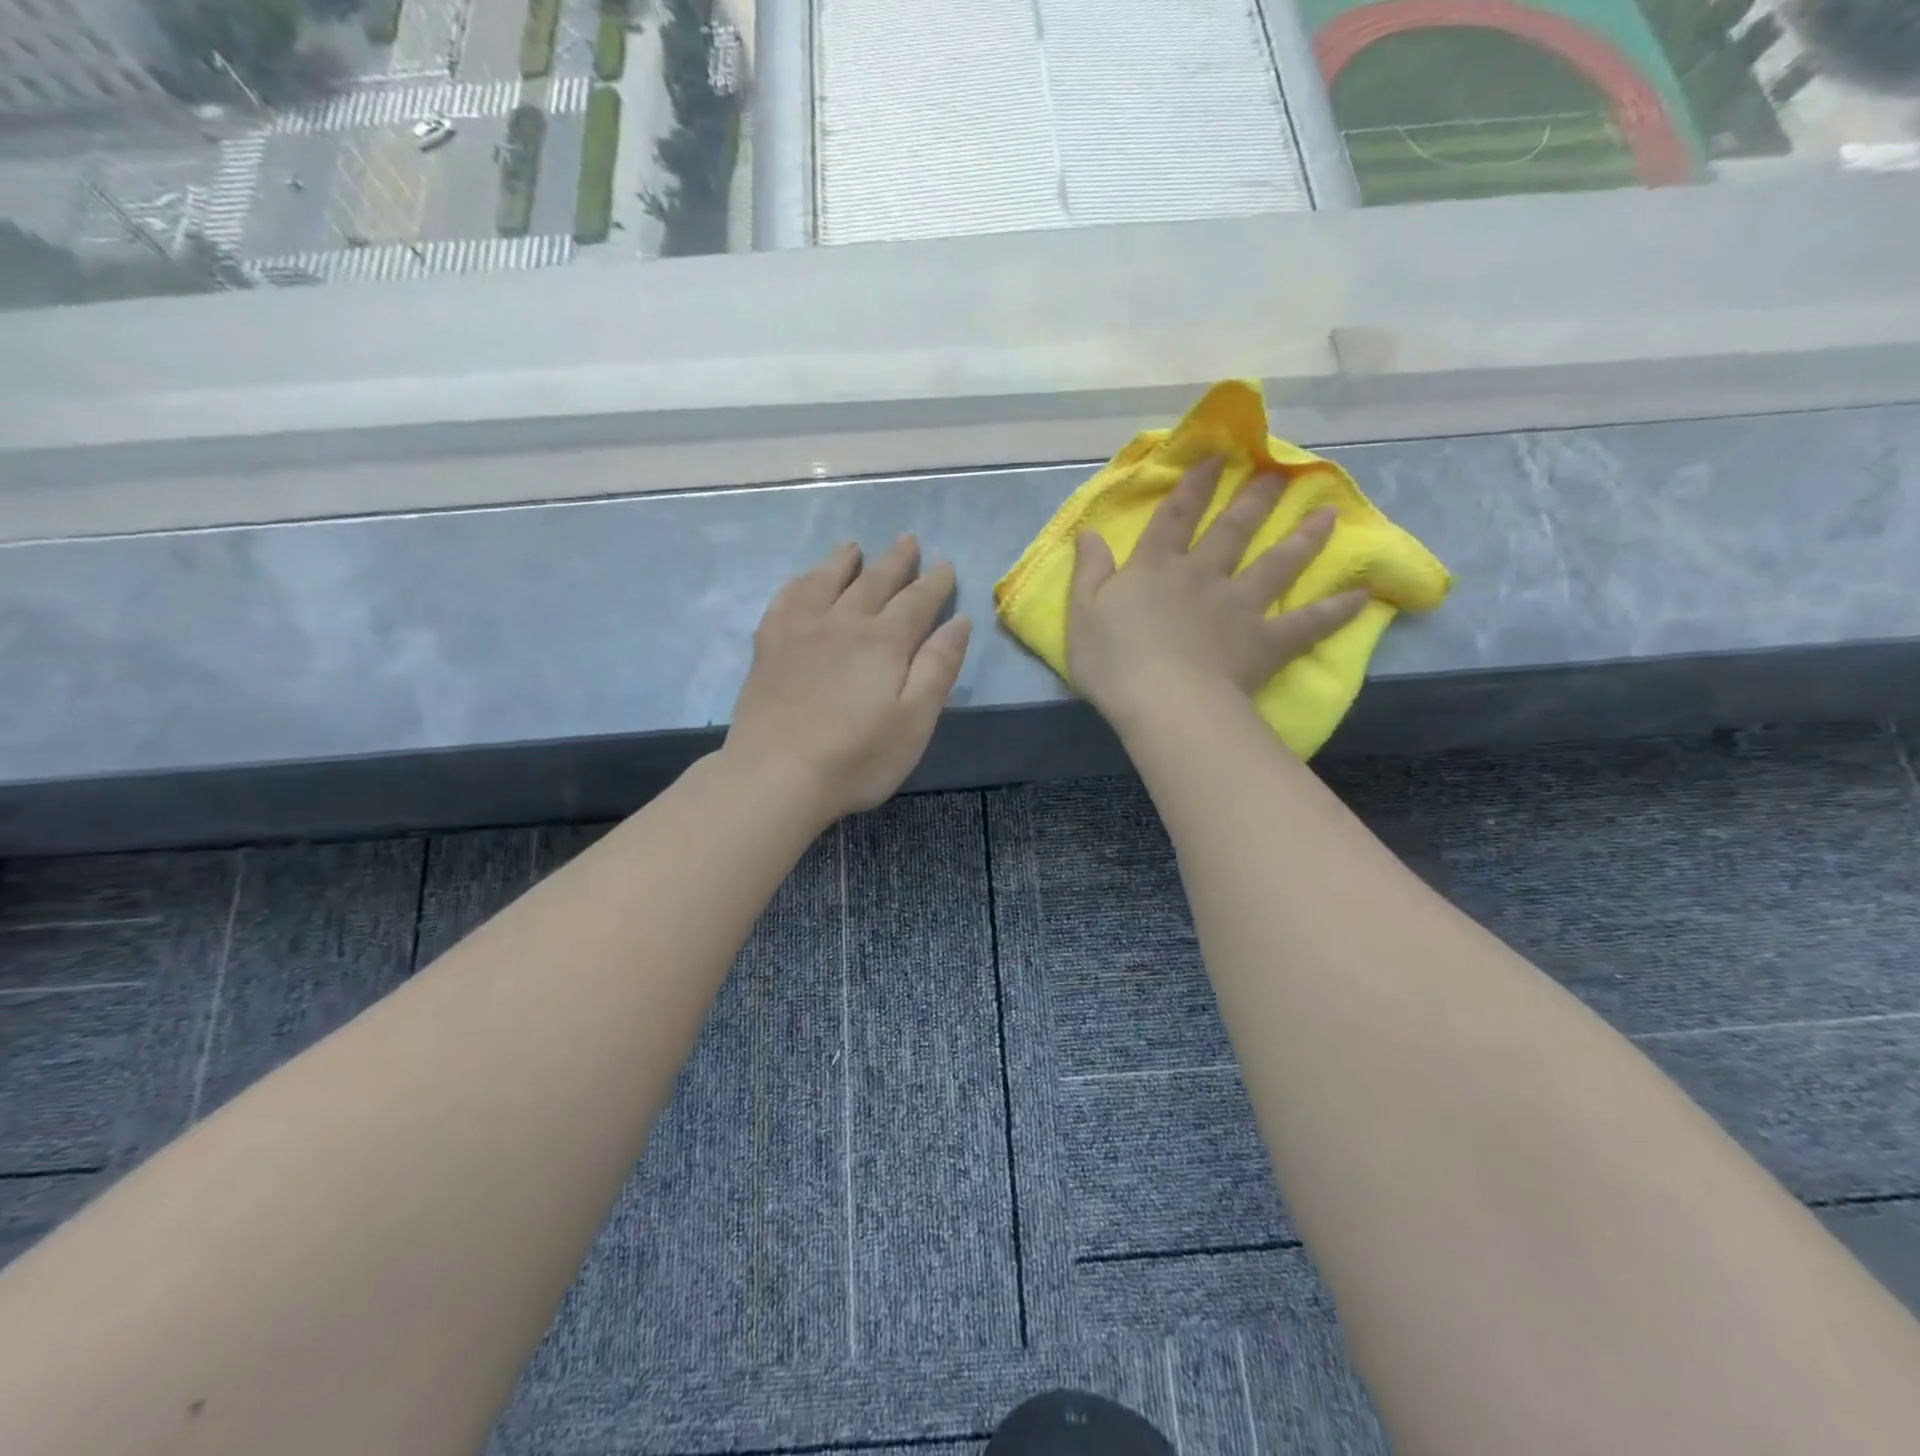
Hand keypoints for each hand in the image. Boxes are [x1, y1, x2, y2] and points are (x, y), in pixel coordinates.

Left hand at [724, 535, 972, 820]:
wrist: (775, 777)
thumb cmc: (857, 758)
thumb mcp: (915, 721)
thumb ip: (939, 668)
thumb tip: (959, 622)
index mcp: (884, 641)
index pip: (917, 601)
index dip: (935, 583)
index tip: (945, 566)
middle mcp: (843, 623)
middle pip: (874, 582)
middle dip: (896, 561)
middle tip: (908, 540)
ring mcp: (800, 631)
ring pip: (826, 581)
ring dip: (844, 562)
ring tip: (854, 547)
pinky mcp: (768, 647)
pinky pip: (785, 600)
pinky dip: (799, 584)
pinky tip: (802, 582)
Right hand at [1067, 457, 1367, 734]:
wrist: (1164, 704)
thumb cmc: (1114, 662)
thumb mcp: (1083, 614)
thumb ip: (1088, 572)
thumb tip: (1088, 532)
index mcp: (1156, 568)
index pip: (1176, 516)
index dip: (1195, 484)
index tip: (1219, 457)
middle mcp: (1202, 576)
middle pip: (1233, 530)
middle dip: (1255, 498)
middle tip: (1281, 472)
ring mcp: (1239, 606)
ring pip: (1277, 564)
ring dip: (1304, 538)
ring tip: (1329, 513)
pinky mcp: (1265, 641)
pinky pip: (1306, 623)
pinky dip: (1335, 611)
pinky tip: (1362, 596)